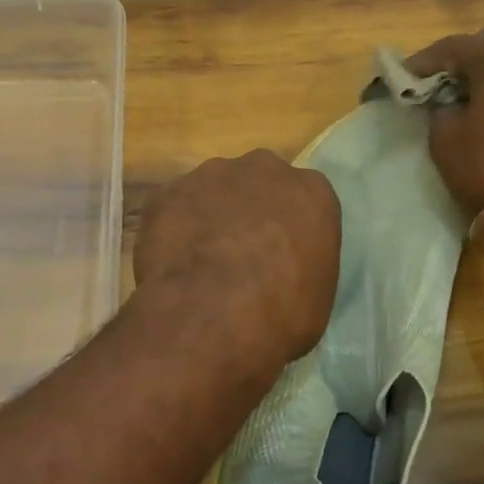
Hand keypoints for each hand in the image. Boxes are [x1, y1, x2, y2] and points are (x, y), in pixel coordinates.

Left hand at [134, 150, 341, 363]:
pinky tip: (170, 263)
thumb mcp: (316, 298)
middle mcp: (264, 169)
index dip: (290, 229)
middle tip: (240, 254)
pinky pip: (171, 208)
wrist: (213, 313)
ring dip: (209, 217)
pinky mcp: (167, 191)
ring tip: (200, 262)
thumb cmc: (282, 313)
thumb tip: (280, 275)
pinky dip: (171, 230)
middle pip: (258, 183)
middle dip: (250, 210)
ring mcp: (211, 175)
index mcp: (311, 192)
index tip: (281, 256)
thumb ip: (302, 268)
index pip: (305, 200)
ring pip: (212, 191)